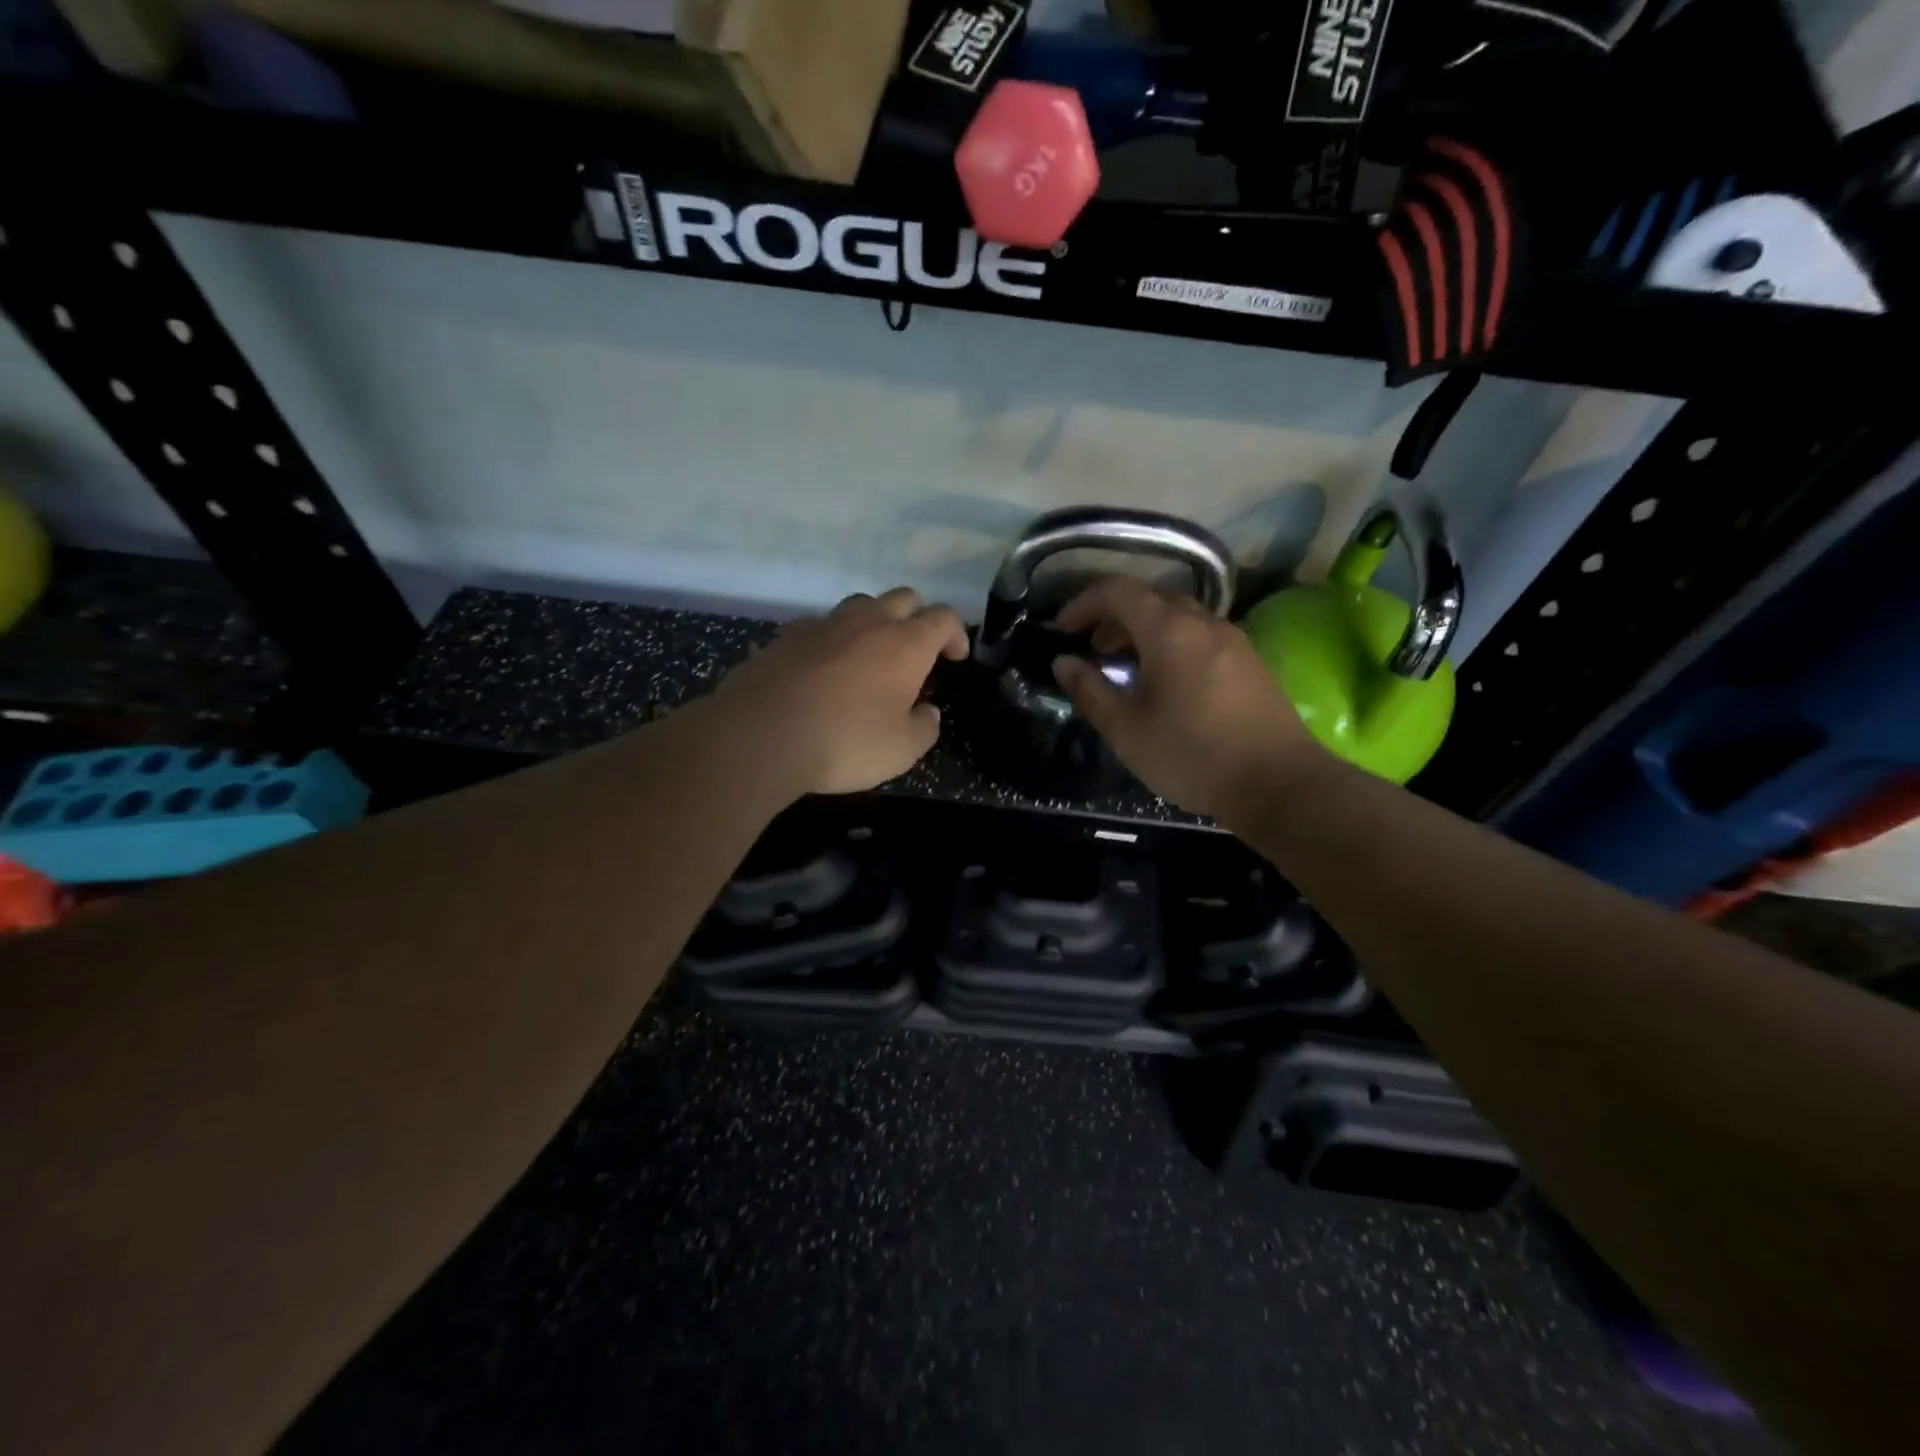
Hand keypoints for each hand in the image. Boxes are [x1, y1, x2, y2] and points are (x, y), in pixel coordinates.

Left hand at [710, 587, 968, 796]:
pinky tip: (825, 666)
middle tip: (916, 651)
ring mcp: (823, 624)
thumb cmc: (844, 742)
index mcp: (904, 644)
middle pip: (903, 598)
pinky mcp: (786, 636)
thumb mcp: (902, 750)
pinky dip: (833, 638)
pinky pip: (821, 624)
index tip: (954, 658)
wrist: (760, 735)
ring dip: (875, 621)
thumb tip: (927, 712)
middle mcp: (867, 622)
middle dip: (917, 618)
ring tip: (871, 654)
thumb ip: (924, 727)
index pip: (943, 618)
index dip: (955, 634)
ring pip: (860, 604)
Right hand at [1050, 576, 1324, 822]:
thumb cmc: (1192, 755)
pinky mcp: (1250, 662)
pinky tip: (1166, 684)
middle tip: (1093, 649)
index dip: (1083, 603)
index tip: (1062, 629)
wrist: (1278, 783)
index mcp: (1169, 630)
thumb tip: (1063, 663)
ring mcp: (1233, 640)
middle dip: (1114, 617)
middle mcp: (1203, 622)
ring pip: (1179, 617)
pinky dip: (1172, 644)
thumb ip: (1089, 691)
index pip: (1118, 591)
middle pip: (1151, 598)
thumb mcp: (1126, 729)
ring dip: (1144, 631)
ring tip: (1126, 669)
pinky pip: (1201, 636)